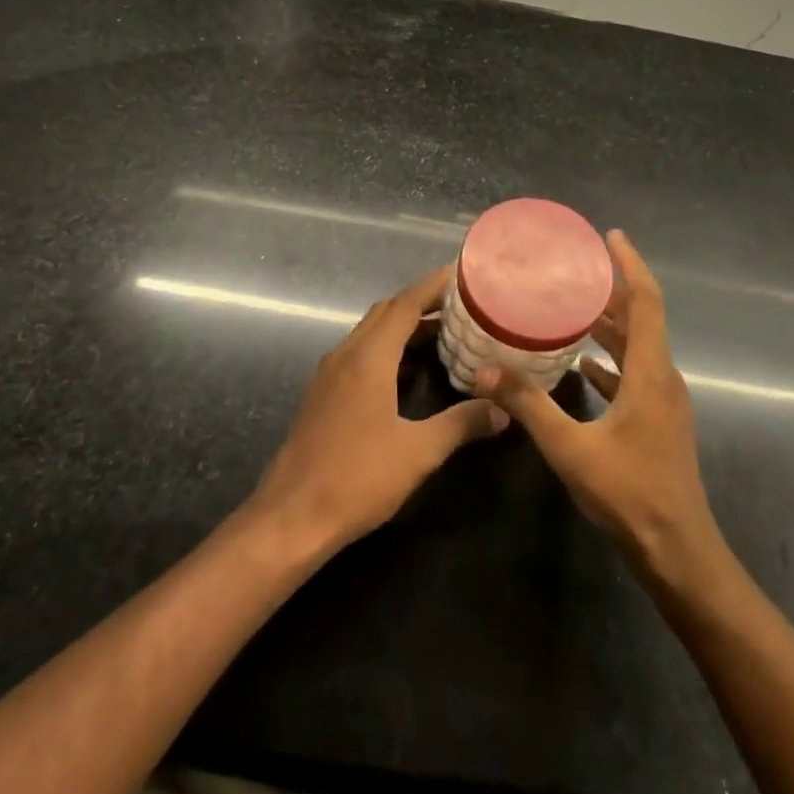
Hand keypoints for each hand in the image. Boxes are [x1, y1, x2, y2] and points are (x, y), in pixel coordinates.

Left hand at [249, 265, 506, 553]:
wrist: (290, 517)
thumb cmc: (357, 478)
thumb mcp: (419, 452)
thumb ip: (462, 424)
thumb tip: (503, 409)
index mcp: (369, 358)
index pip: (405, 304)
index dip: (433, 286)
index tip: (462, 275)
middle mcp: (346, 355)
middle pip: (386, 312)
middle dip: (421, 303)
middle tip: (460, 307)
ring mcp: (329, 374)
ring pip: (370, 333)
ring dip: (403, 326)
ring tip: (442, 334)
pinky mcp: (322, 395)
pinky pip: (359, 354)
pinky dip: (386, 348)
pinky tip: (406, 371)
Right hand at [474, 232, 724, 582]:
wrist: (678, 550)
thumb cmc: (630, 494)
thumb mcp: (571, 449)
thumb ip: (528, 406)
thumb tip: (485, 370)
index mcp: (651, 373)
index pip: (646, 302)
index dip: (630, 265)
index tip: (611, 236)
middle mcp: (663, 377)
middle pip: (641, 319)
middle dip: (612, 290)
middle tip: (576, 268)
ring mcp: (663, 401)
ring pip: (637, 347)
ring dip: (610, 324)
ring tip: (571, 307)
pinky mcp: (658, 421)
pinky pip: (634, 374)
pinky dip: (610, 360)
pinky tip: (582, 364)